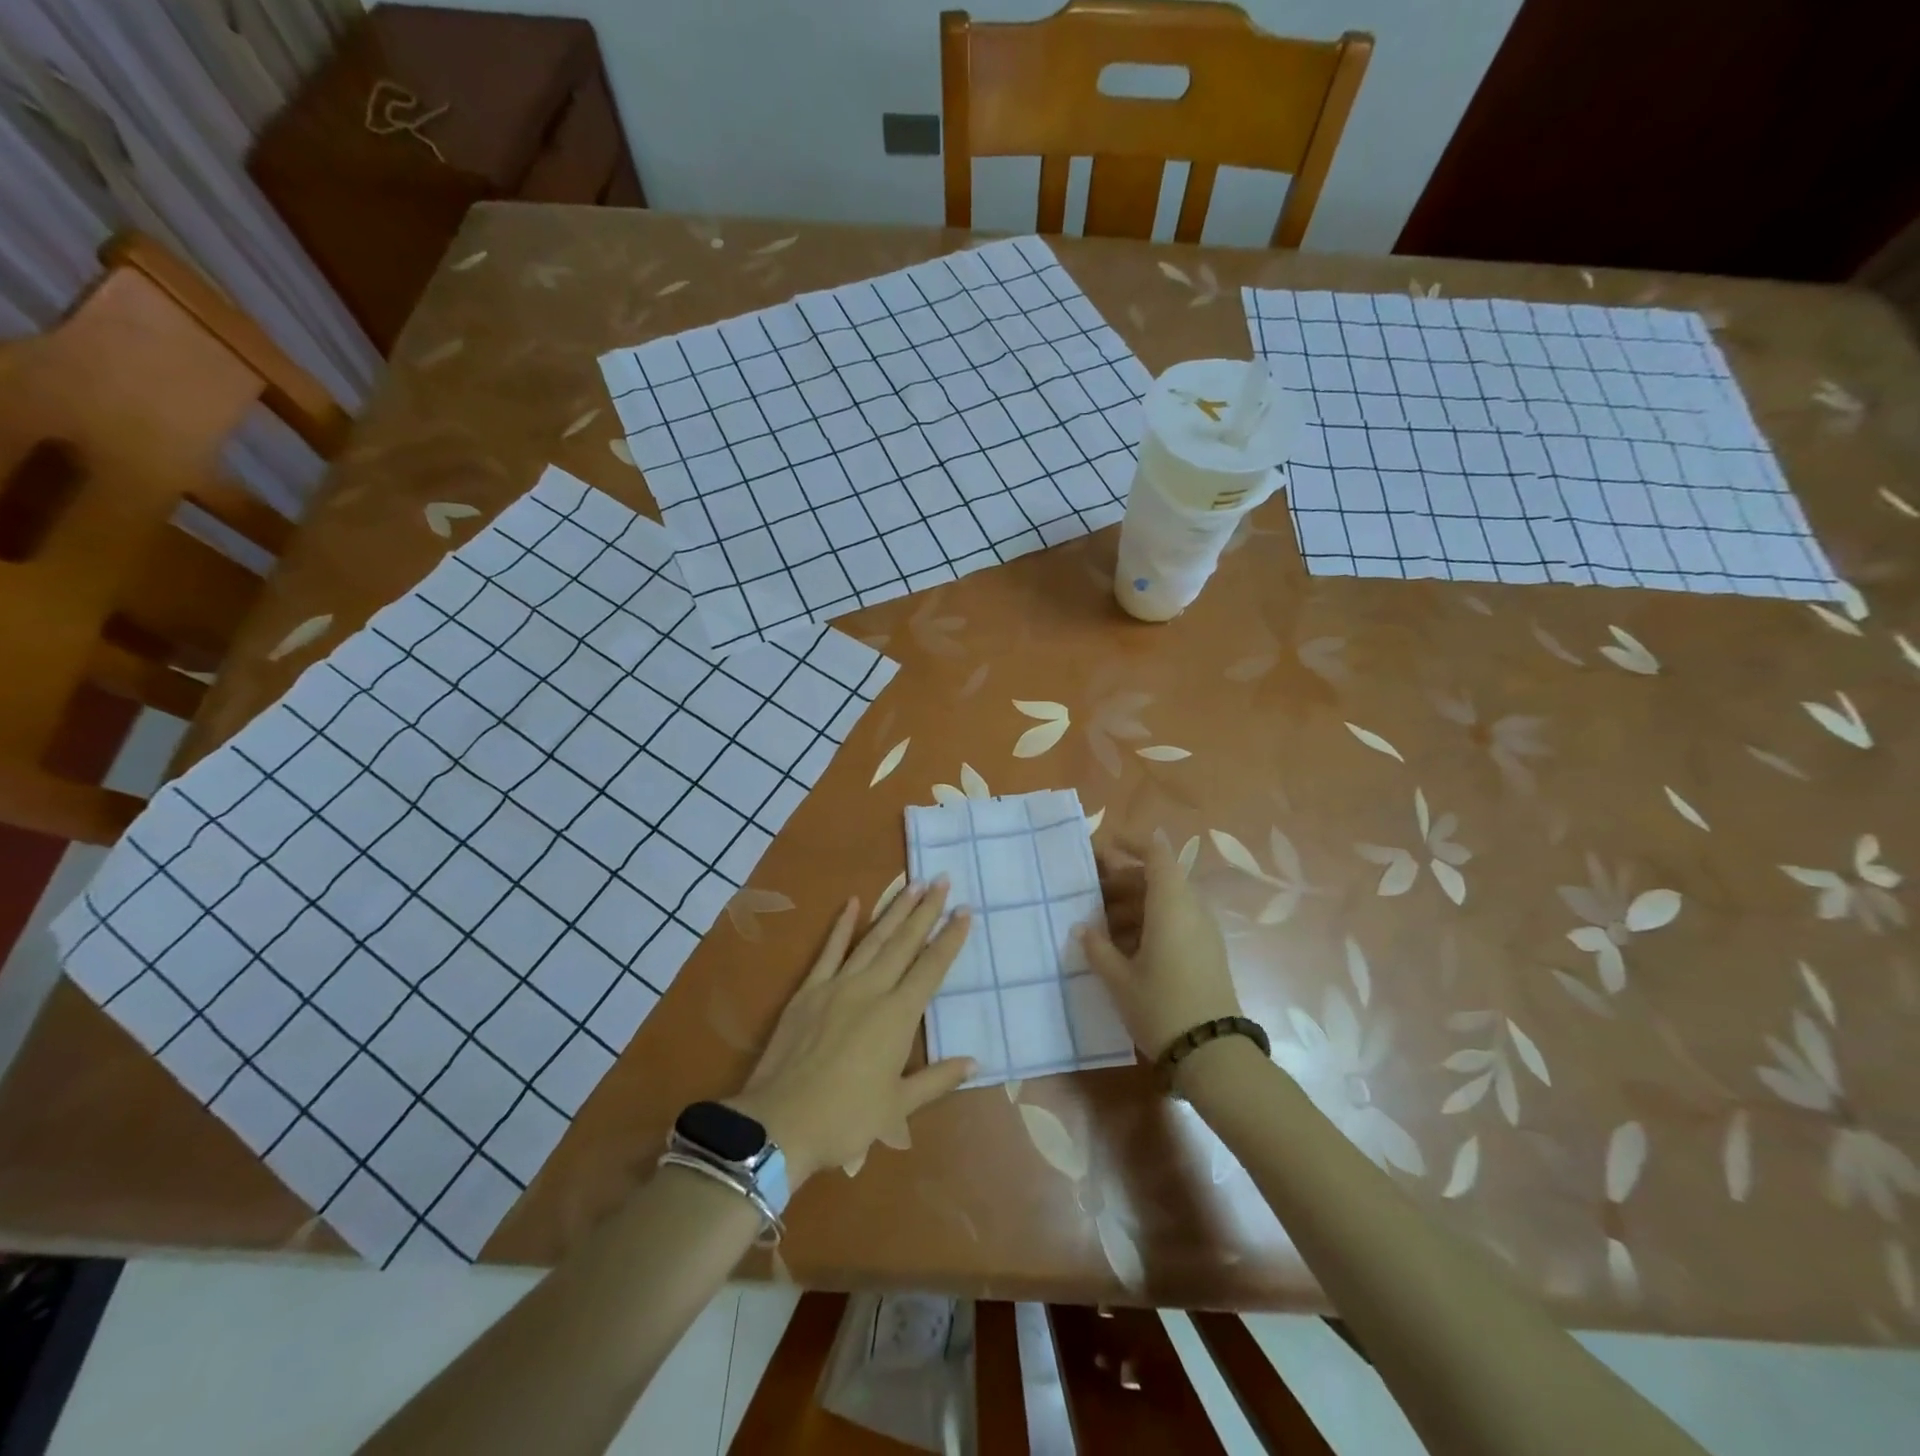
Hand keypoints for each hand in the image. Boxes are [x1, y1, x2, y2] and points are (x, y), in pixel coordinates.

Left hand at [727, 880, 974, 1186]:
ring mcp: (837, 985)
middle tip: (942, 880)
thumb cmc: (845, 1118)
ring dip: (894, 910)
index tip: (965, 911)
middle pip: (904, 943)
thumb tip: (976, 1062)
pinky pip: (829, 951)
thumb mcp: (898, 1106)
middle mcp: (872, 990)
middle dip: (926, 910)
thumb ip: (937, 1079)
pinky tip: (853, 902)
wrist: (780, 1123)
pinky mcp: (808, 990)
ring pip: (873, 939)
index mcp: (898, 1016)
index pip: (931, 968)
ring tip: (912, 883)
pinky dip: (842, 926)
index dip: (950, 939)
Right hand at [1078, 835, 1240, 1060]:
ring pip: (1165, 902)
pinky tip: (1124, 948)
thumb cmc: (1161, 1007)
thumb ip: (1097, 948)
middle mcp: (1191, 910)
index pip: (1156, 855)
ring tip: (1100, 926)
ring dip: (1133, 905)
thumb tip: (1081, 928)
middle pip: (1157, 878)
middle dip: (1122, 881)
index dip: (1131, 844)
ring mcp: (1202, 931)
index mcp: (1171, 904)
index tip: (1104, 848)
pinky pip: (1175, 921)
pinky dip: (1149, 923)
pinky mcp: (1206, 952)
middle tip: (1089, 894)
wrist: (1213, 1054)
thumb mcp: (1119, 979)